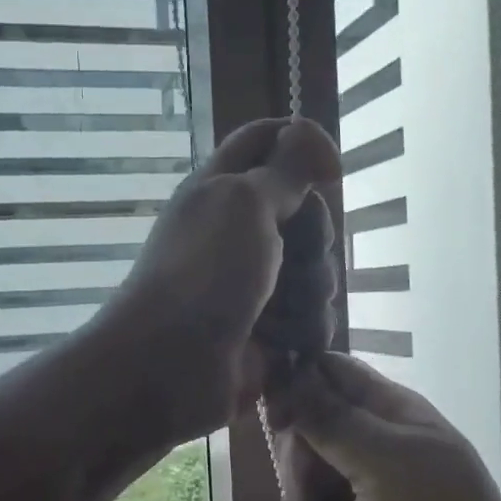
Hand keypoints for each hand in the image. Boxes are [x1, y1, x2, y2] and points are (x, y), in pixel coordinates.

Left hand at [102, 118, 341, 442]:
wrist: (170, 367)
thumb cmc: (203, 275)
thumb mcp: (244, 203)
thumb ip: (284, 168)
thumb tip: (307, 133)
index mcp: (225, 189)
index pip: (268, 142)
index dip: (303, 144)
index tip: (330, 171)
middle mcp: (242, 232)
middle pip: (309, 215)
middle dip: (313, 239)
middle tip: (290, 257)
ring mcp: (257, 284)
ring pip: (318, 271)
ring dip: (309, 294)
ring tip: (276, 315)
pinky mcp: (271, 330)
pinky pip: (314, 319)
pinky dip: (305, 332)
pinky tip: (285, 345)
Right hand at [268, 354, 500, 500]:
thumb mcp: (385, 460)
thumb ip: (329, 418)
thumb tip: (285, 373)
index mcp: (384, 416)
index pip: (326, 375)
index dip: (295, 387)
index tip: (278, 416)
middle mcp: (365, 455)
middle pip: (298, 445)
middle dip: (304, 478)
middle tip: (332, 494)